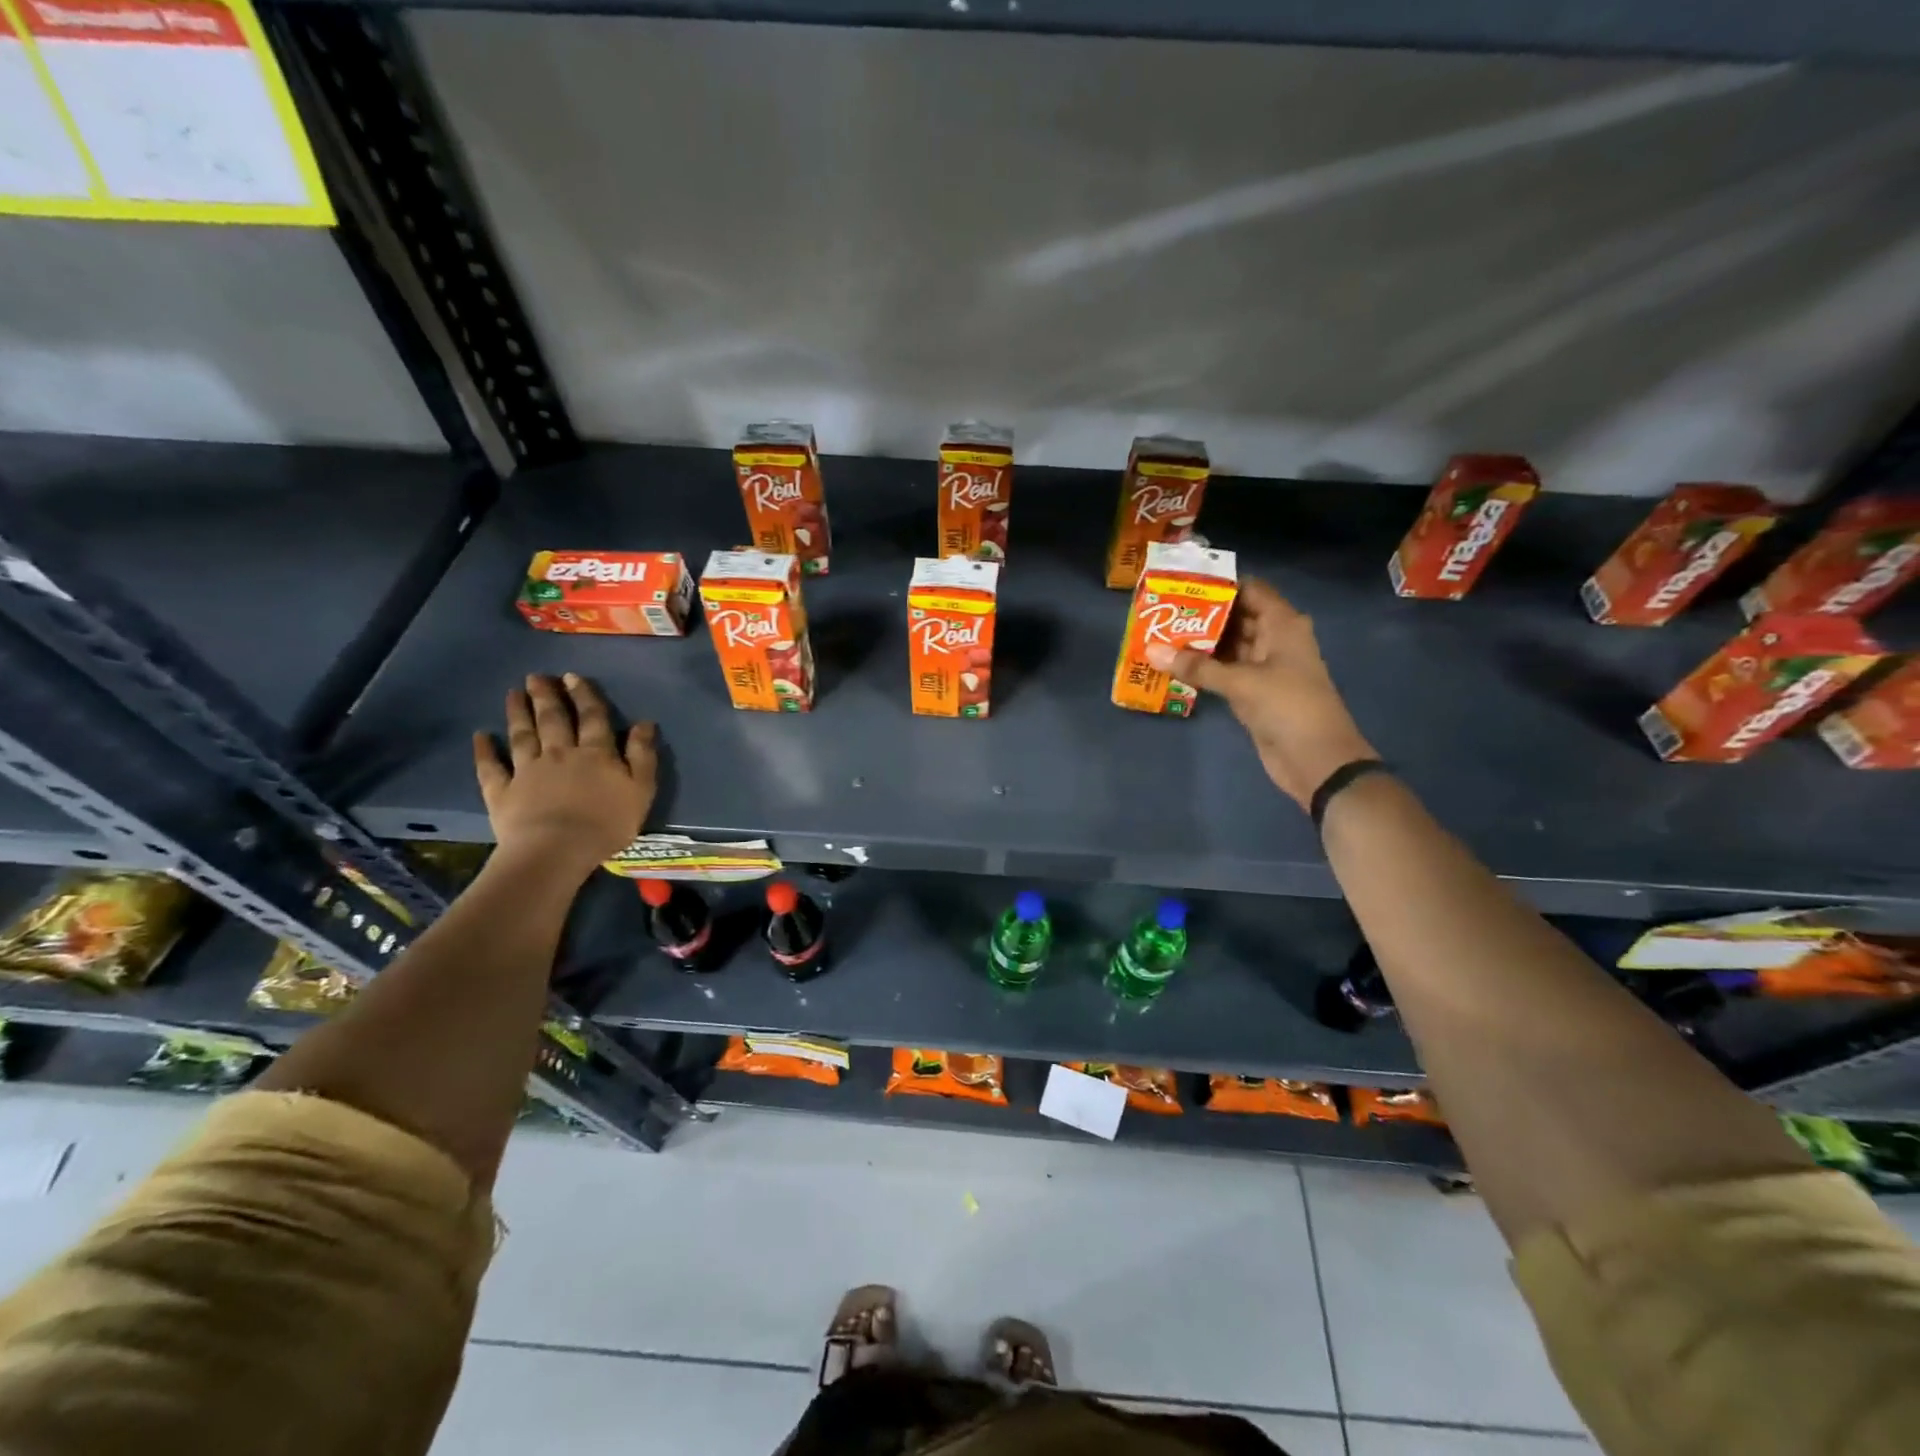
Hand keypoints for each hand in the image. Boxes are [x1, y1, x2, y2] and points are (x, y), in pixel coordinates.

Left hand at [473, 674, 656, 876]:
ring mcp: (527, 771)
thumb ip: (642, 755)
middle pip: (552, 720)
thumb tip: (644, 723)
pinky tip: (480, 736)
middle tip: (536, 677)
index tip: (572, 677)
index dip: (584, 695)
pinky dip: (484, 751)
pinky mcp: (502, 792)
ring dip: (517, 713)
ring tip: (513, 694)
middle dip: (546, 696)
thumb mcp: (640, 789)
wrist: (556, 850)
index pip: (592, 717)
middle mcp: (559, 753)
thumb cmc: (606, 822)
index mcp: (595, 753)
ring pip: (522, 735)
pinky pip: (491, 767)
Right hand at [1146, 577, 1375, 808]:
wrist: (1317, 760)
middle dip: (1202, 615)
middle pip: (1237, 617)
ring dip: (1200, 643)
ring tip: (1160, 635)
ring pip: (1229, 646)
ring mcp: (1265, 668)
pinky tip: (1175, 665)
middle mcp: (1275, 640)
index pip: (1250, 591)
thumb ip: (1197, 666)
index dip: (1219, 586)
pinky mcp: (1255, 693)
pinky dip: (1204, 668)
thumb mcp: (1241, 683)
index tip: (1182, 585)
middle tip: (1162, 611)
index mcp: (1283, 625)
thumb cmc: (1288, 707)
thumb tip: (1151, 651)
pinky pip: (1226, 672)